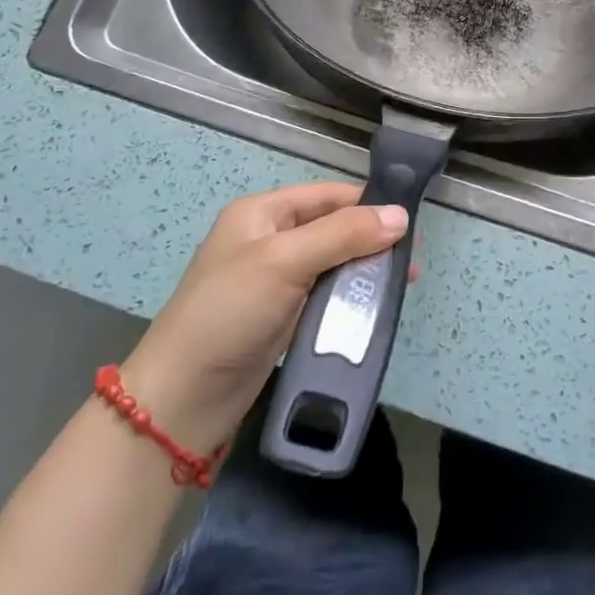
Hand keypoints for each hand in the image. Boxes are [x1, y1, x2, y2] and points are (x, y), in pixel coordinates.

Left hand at [120, 184, 407, 451]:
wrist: (183, 399)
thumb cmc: (230, 313)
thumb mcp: (285, 261)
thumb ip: (343, 234)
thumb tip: (401, 215)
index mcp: (263, 213)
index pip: (328, 195)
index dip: (368, 204)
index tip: (411, 223)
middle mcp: (270, 239)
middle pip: (334, 228)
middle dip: (372, 241)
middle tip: (412, 261)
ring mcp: (276, 280)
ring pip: (334, 263)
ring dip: (365, 271)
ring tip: (401, 285)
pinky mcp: (283, 316)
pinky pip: (326, 295)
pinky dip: (350, 298)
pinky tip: (375, 308)